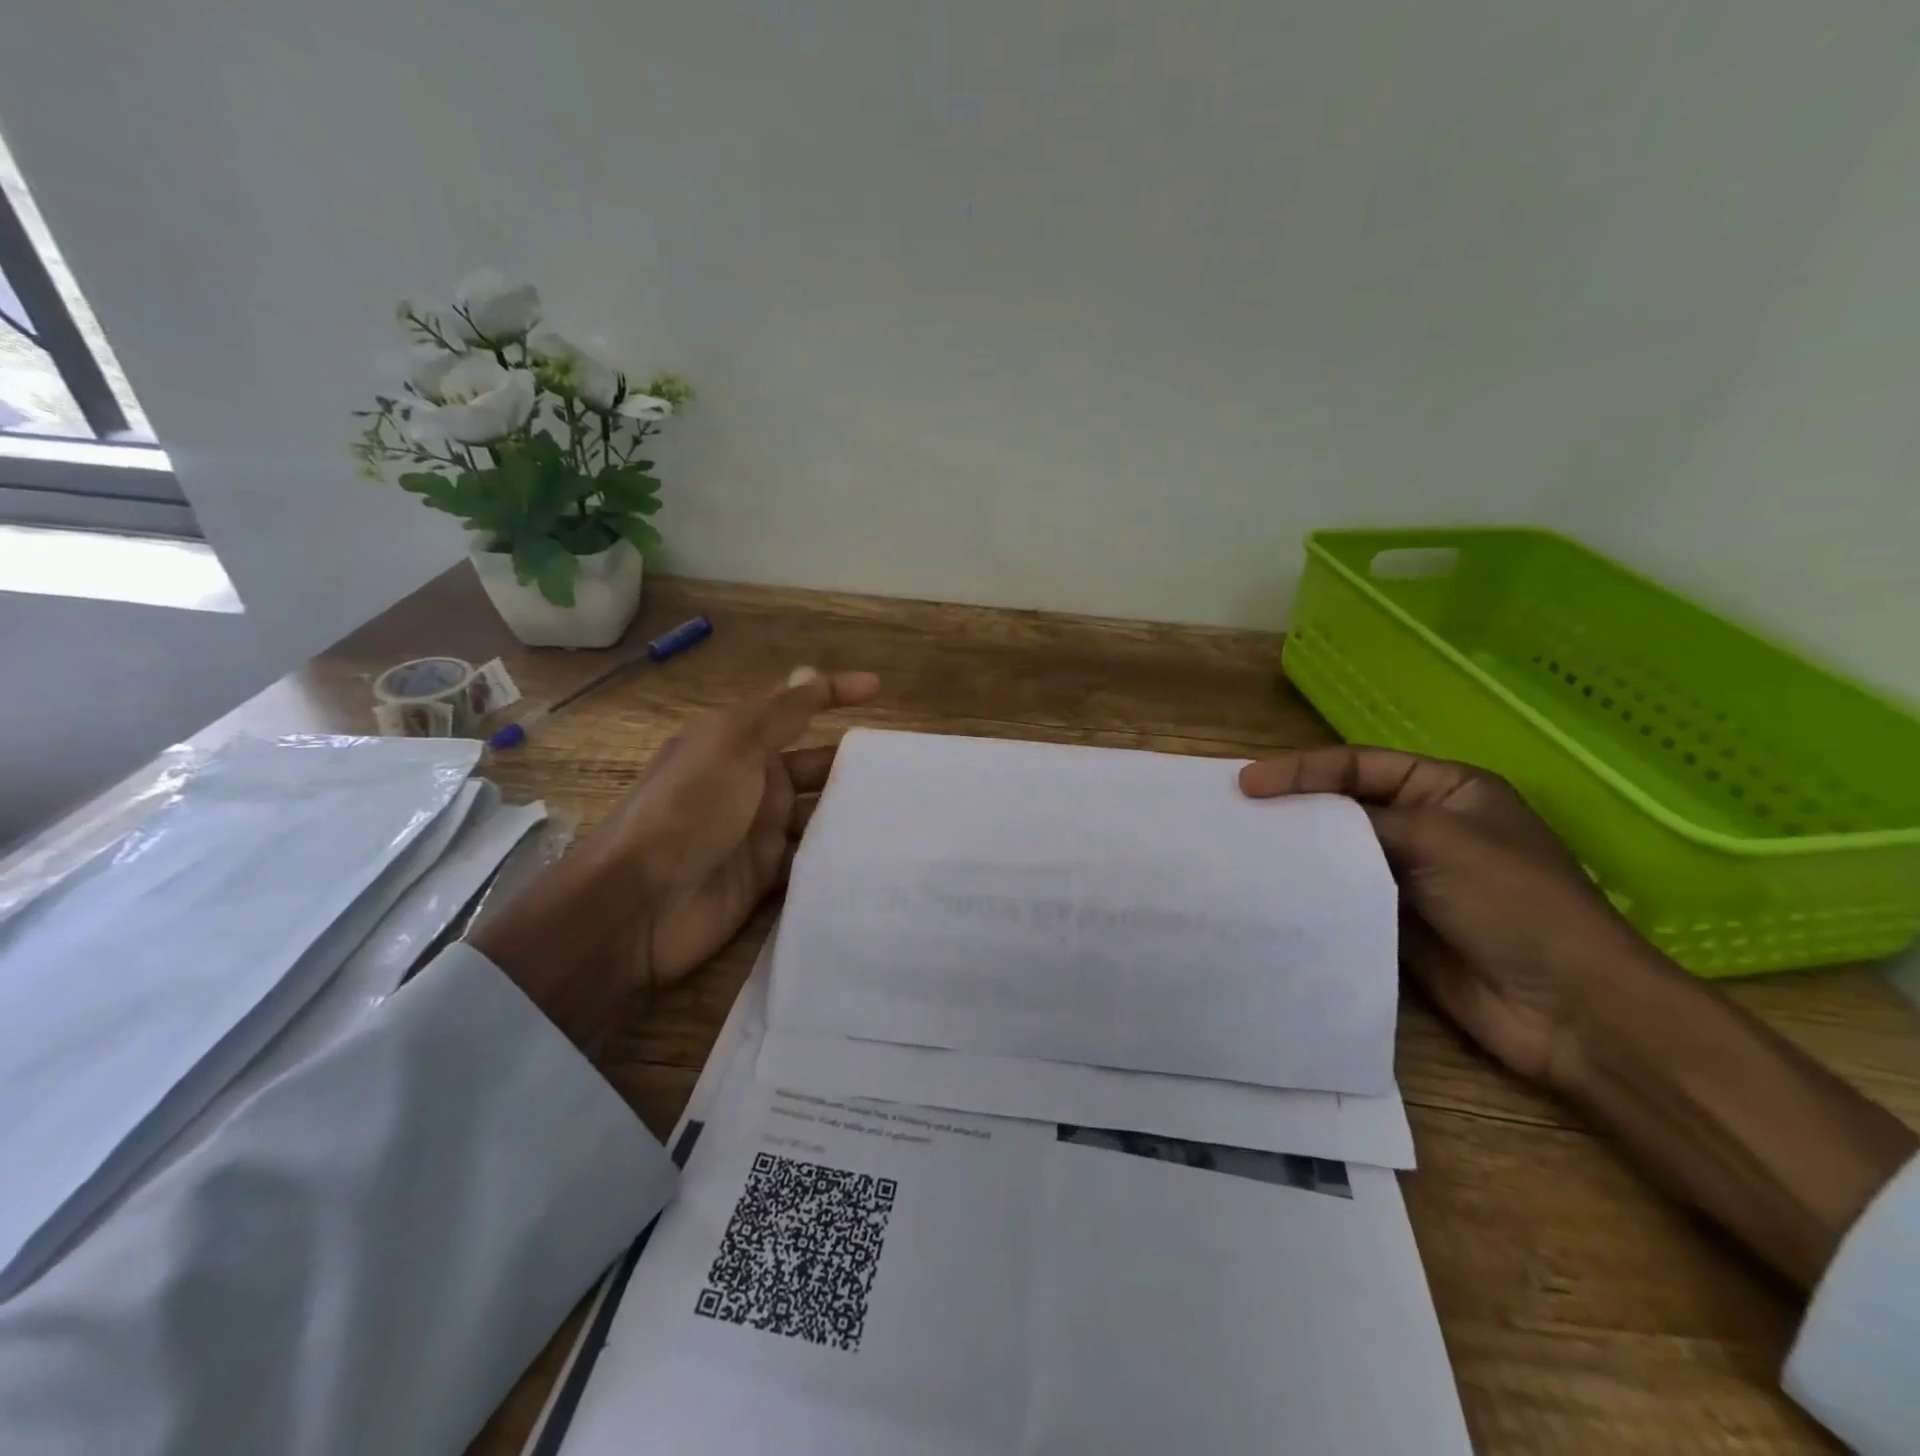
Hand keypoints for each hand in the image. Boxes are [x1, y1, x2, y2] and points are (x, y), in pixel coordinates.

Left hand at [473, 667, 879, 1051]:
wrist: (640, 903)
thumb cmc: (688, 809)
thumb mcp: (733, 744)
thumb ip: (779, 713)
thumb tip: (810, 670)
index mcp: (738, 744)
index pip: (794, 709)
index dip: (833, 694)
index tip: (879, 688)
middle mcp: (751, 784)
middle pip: (815, 767)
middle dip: (854, 765)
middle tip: (908, 770)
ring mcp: (758, 833)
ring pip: (818, 815)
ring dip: (852, 812)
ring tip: (908, 813)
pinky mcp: (765, 878)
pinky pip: (810, 860)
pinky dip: (838, 855)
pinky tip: (879, 854)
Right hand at [1237, 746, 1662, 1093]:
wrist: (1568, 1009)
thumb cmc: (1513, 903)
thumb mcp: (1440, 840)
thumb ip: (1363, 823)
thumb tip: (1295, 820)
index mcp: (1447, 791)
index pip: (1359, 767)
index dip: (1302, 771)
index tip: (1248, 784)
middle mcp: (1425, 827)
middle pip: (1344, 807)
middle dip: (1293, 807)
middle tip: (1236, 812)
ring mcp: (1409, 877)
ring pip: (1339, 853)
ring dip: (1298, 851)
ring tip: (1243, 849)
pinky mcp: (1394, 922)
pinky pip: (1342, 895)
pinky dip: (1311, 891)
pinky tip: (1273, 890)